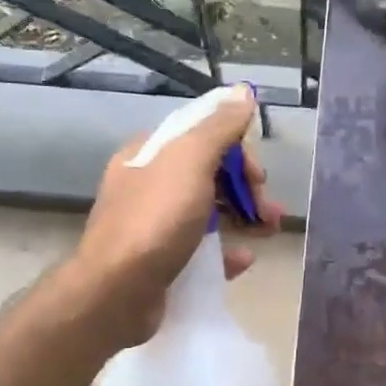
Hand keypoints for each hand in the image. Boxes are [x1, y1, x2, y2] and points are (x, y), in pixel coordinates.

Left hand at [69, 82, 282, 347]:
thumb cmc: (155, 220)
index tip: (258, 175)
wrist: (116, 293)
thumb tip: (243, 92)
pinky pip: (200, 250)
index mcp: (150, 154)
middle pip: (208, 176)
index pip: (201, 137)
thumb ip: (219, 127)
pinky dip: (225, 251)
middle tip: (269, 210)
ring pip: (208, 213)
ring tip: (269, 232)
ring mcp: (152, 226)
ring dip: (243, 218)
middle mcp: (148, 185)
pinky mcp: (159, 262)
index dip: (236, 152)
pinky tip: (243, 260)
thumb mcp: (190, 162)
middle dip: (245, 189)